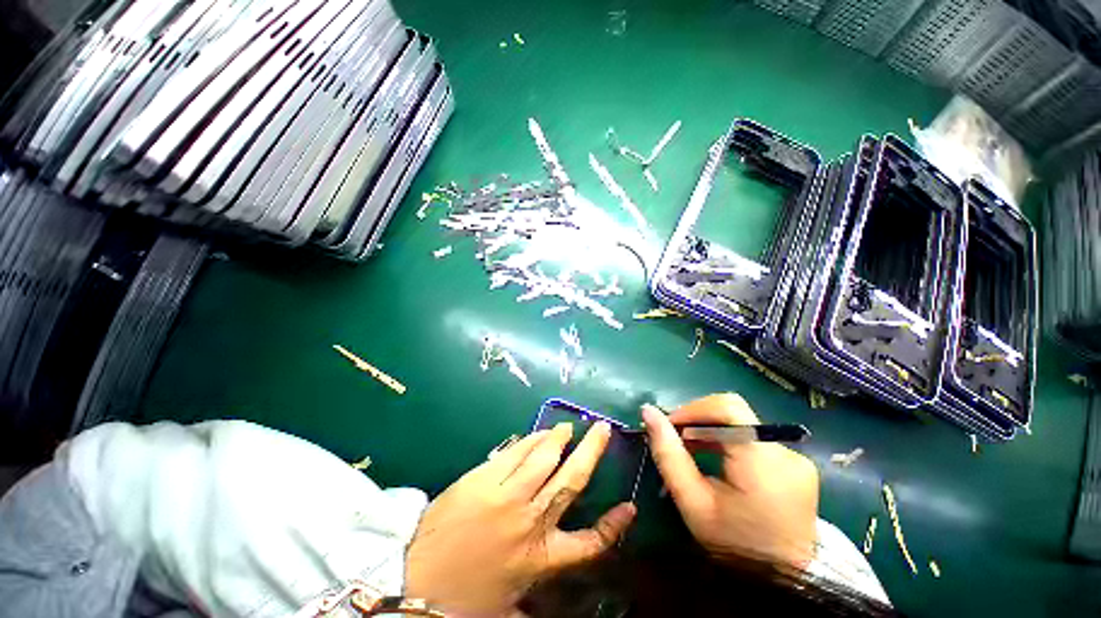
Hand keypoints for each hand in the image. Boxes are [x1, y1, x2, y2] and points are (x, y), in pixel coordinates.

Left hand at [404, 423, 636, 615]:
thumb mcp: (507, 606)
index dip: (613, 526)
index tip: (629, 507)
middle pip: (571, 479)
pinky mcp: (485, 478)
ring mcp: (507, 494)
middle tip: (601, 429)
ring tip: (567, 428)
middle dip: (591, 451)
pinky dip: (531, 441)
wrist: (413, 581)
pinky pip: (516, 452)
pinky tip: (538, 434)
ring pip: (544, 458)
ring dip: (559, 439)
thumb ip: (534, 599)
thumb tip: (553, 608)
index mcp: (540, 557)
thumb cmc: (462, 598)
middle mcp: (531, 520)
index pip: (589, 542)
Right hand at [642, 394, 818, 569]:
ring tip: (690, 449)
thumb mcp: (692, 502)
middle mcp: (784, 452)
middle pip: (733, 413)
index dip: (694, 409)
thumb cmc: (732, 545)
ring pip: (741, 423)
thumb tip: (648, 411)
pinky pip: (753, 437)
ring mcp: (794, 457)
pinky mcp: (795, 463)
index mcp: (762, 461)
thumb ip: (668, 454)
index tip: (671, 425)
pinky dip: (727, 440)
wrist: (782, 581)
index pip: (728, 408)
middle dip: (698, 419)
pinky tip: (714, 457)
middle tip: (676, 439)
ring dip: (710, 429)